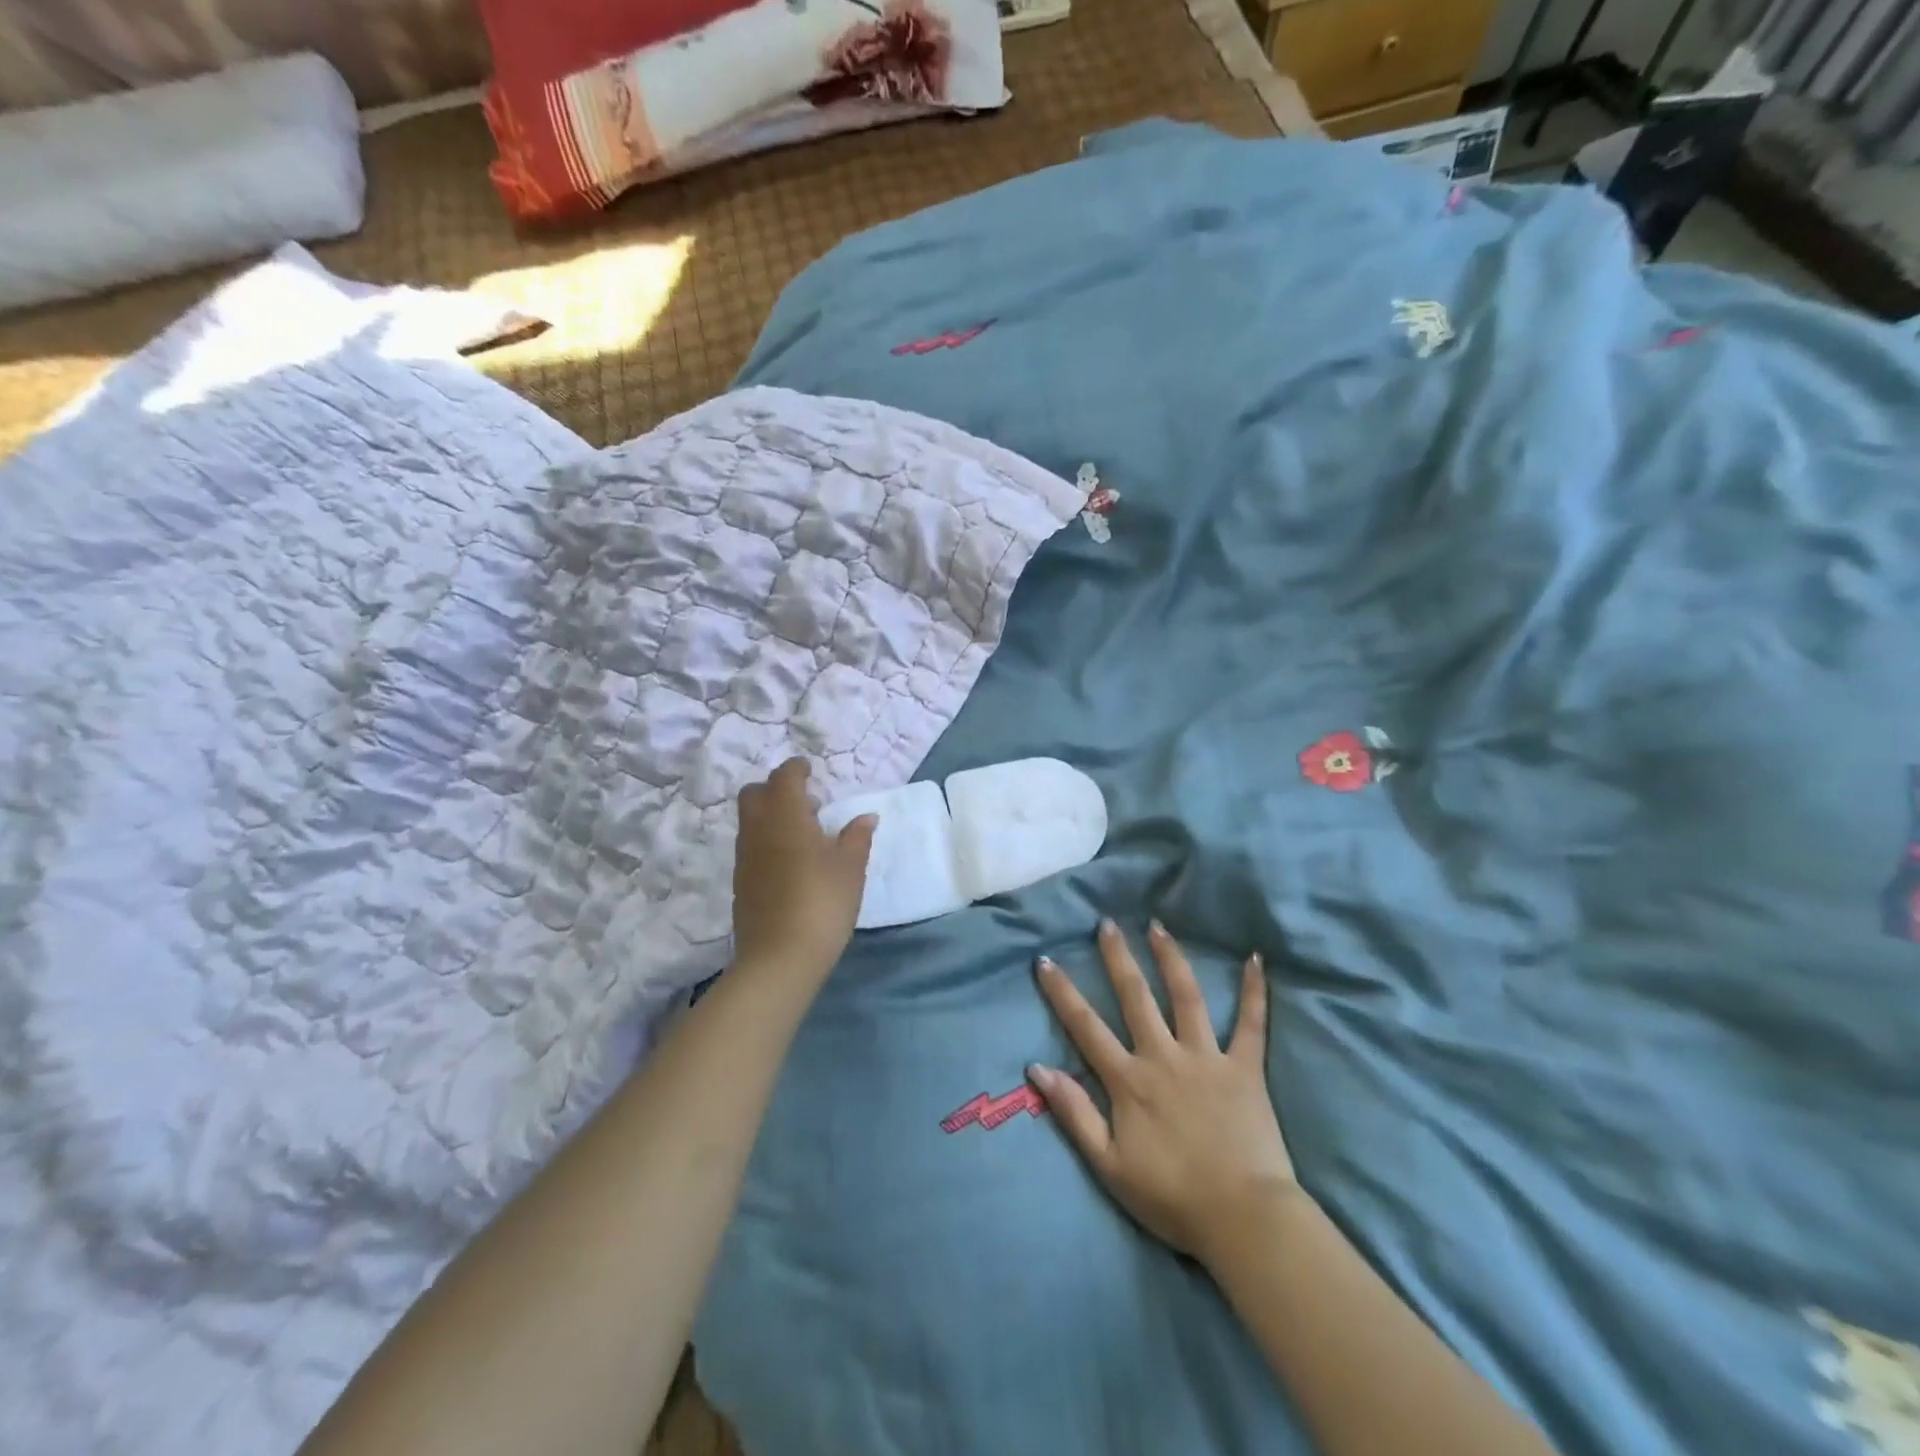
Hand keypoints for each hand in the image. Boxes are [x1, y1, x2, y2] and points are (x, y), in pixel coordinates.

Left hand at [730, 759, 875, 986]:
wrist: (779, 957)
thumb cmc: (822, 903)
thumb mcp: (851, 868)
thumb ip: (857, 838)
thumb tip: (866, 818)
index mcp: (786, 817)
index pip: (784, 777)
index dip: (796, 769)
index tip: (810, 770)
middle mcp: (758, 830)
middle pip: (755, 794)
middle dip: (776, 789)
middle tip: (807, 802)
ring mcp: (745, 857)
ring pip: (750, 820)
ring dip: (771, 815)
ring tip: (804, 833)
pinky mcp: (741, 882)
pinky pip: (750, 845)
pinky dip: (767, 840)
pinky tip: (791, 862)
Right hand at [1030, 920, 1298, 1265]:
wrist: (1243, 1219)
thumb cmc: (1172, 1197)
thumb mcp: (1109, 1165)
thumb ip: (1074, 1113)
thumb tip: (1037, 1068)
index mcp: (1129, 1080)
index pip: (1086, 1027)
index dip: (1062, 993)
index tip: (1045, 960)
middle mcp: (1164, 1057)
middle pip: (1136, 998)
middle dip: (1118, 958)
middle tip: (1107, 923)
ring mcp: (1207, 1058)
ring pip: (1187, 997)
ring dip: (1171, 959)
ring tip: (1159, 927)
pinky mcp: (1245, 1069)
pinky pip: (1251, 1024)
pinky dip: (1254, 992)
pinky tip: (1256, 960)